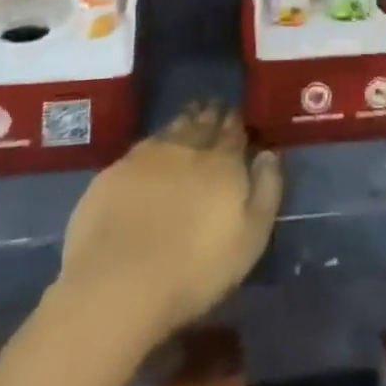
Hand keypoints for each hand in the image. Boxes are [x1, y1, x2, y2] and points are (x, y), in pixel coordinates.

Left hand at [58, 102, 282, 340]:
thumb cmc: (195, 270)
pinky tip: (154, 146)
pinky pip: (144, 144)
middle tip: (215, 105)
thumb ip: (266, 191)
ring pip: (173, 127)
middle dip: (211, 113)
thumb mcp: (250, 239)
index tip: (237, 113)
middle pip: (202, 123)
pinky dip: (155, 139)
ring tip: (191, 113)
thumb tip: (269, 153)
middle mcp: (187, 148)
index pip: (233, 132)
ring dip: (185, 119)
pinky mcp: (116, 170)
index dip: (236, 122)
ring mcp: (148, 155)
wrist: (119, 281)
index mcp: (222, 163)